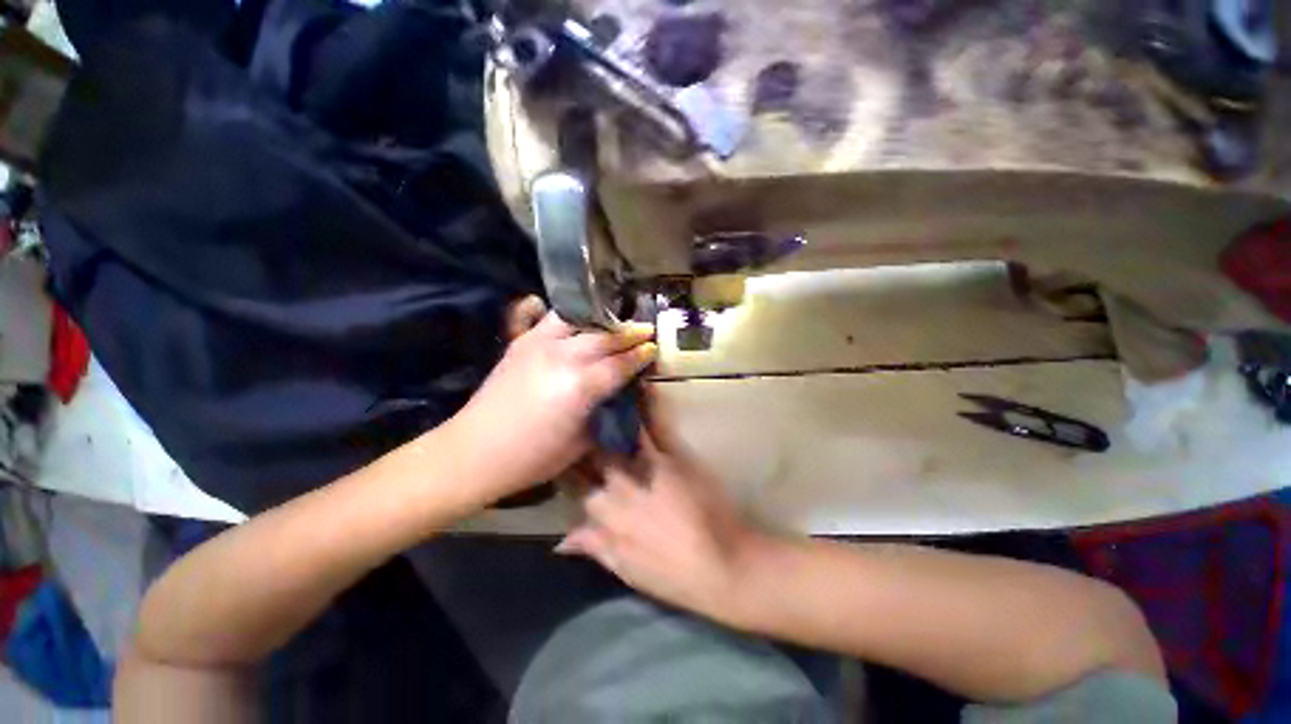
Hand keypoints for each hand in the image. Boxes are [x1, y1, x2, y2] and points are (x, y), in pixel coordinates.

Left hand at [454, 297, 655, 498]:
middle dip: (629, 332)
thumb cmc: (534, 457)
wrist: (475, 452)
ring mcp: (538, 345)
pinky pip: (544, 318)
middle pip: (604, 337)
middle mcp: (563, 357)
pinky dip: (562, 314)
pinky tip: (572, 316)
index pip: (620, 363)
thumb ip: (602, 411)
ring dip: (600, 320)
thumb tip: (615, 393)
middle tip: (645, 328)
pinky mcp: (520, 343)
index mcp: (581, 386)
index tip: (654, 347)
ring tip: (614, 321)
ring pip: (578, 320)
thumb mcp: (581, 442)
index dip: (640, 355)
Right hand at [557, 399, 765, 620]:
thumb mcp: (624, 569)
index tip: (560, 447)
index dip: (565, 463)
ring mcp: (646, 466)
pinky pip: (656, 426)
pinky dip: (648, 405)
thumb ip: (593, 546)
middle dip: (581, 432)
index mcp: (605, 513)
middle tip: (576, 410)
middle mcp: (619, 484)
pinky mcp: (673, 456)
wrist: (719, 566)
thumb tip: (559, 540)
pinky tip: (639, 384)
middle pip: (591, 452)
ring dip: (607, 413)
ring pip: (617, 435)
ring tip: (599, 391)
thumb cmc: (671, 574)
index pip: (574, 482)